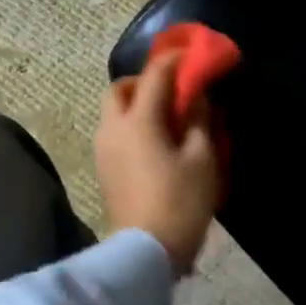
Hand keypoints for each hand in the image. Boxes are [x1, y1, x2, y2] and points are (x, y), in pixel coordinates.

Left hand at [94, 51, 220, 274]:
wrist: (145, 252)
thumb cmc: (180, 202)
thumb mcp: (202, 158)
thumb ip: (200, 120)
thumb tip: (198, 96)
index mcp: (139, 121)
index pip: (155, 74)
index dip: (175, 59)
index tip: (194, 52)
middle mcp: (113, 128)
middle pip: (121, 88)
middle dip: (145, 80)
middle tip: (173, 89)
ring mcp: (103, 150)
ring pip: (115, 111)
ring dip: (138, 103)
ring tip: (168, 117)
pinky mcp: (103, 169)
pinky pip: (116, 132)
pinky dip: (134, 124)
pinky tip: (157, 141)